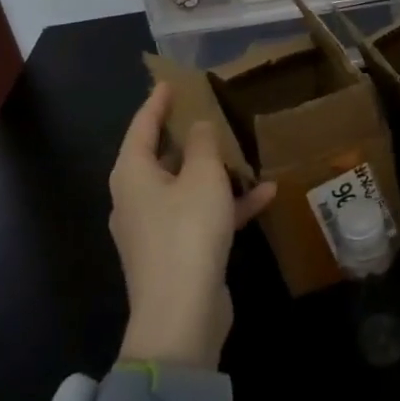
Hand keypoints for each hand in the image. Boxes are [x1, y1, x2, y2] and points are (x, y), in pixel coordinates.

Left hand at [110, 83, 275, 370]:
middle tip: (208, 112)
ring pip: (185, 188)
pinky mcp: (176, 253)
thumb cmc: (187, 233)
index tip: (170, 83)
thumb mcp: (203, 177)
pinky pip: (201, 217)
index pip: (142, 126)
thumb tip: (198, 127)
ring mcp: (155, 229)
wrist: (181, 317)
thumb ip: (204, 145)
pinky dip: (227, 206)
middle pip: (161, 157)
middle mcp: (136, 198)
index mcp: (132, 174)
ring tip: (244, 153)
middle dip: (187, 137)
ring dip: (215, 172)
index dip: (156, 102)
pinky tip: (267, 195)